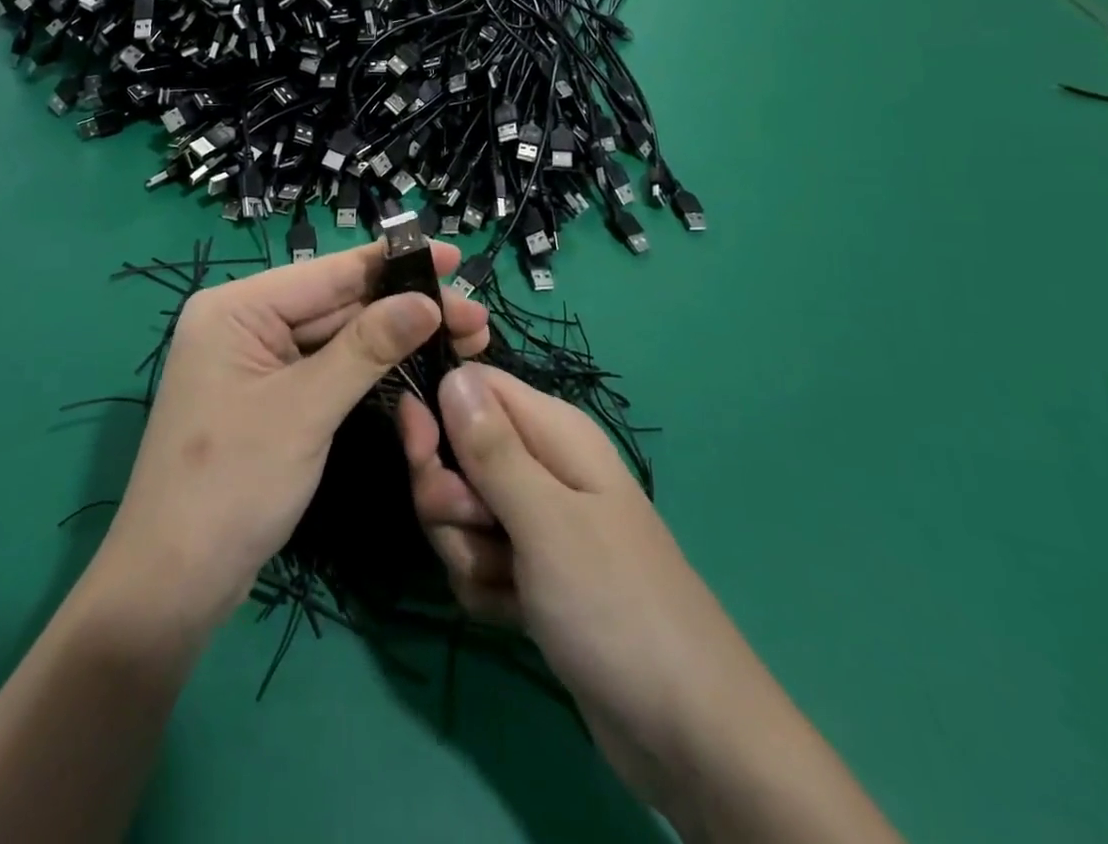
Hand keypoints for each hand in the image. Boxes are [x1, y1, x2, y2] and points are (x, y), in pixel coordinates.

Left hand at [101, 241, 490, 636]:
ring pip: (338, 337)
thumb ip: (368, 348)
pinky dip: (372, 369)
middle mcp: (245, 323)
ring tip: (465, 340)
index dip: (395, 263)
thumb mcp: (306, 409)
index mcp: (237, 308)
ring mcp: (257, 362)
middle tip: (476, 318)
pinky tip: (418, 365)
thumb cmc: (232, 486)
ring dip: (396, 339)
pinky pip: (327, 368)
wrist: (173, 586)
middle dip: (406, 308)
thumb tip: (427, 301)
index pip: (328, 272)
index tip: (453, 256)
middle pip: (338, 303)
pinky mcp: (271, 397)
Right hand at [398, 365, 711, 817]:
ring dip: (467, 552)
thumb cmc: (615, 605)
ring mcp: (537, 522)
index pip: (472, 387)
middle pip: (457, 453)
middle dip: (450, 499)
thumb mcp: (546, 520)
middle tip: (477, 531)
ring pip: (461, 513)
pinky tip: (516, 614)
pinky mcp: (531, 572)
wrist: (687, 734)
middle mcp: (542, 465)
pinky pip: (477, 560)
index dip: (438, 413)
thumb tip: (452, 372)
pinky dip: (485, 589)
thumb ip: (491, 448)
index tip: (420, 453)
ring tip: (510, 585)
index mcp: (553, 432)